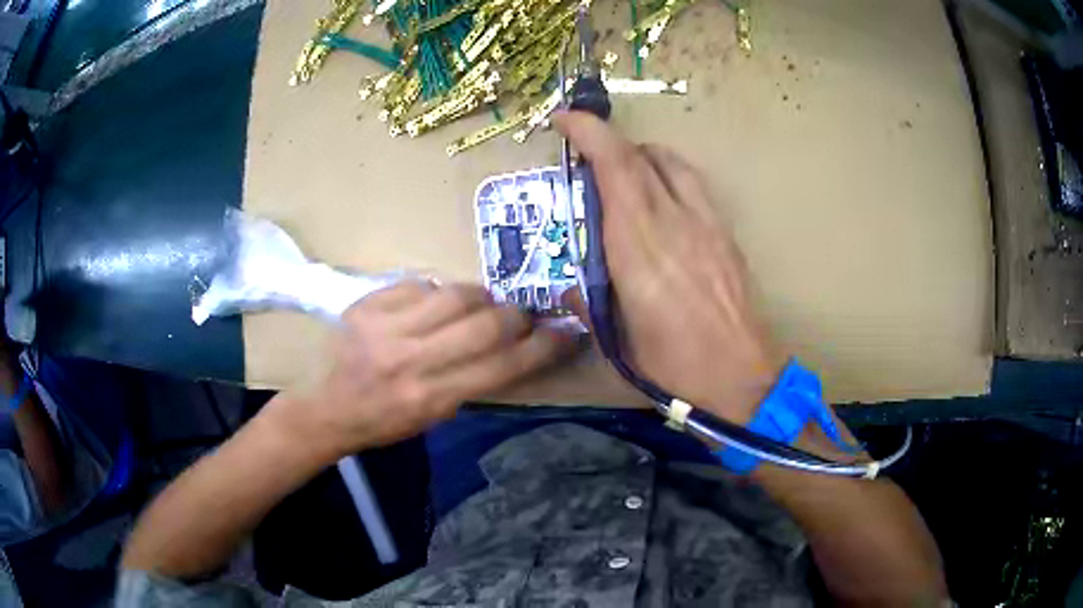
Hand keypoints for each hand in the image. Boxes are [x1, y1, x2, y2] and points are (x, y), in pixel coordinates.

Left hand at [274, 282, 574, 456]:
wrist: (325, 407)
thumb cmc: (383, 422)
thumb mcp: (433, 418)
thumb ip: (470, 381)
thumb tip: (509, 344)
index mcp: (431, 399)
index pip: (502, 366)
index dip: (543, 347)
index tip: (565, 332)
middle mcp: (411, 361)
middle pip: (485, 324)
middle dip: (516, 316)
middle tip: (520, 315)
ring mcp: (385, 328)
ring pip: (455, 295)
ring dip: (480, 297)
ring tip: (480, 304)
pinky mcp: (367, 305)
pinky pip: (420, 284)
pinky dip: (437, 292)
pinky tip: (434, 304)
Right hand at [555, 111, 784, 423]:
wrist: (741, 379)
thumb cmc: (674, 367)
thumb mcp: (618, 338)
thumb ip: (589, 301)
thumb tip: (572, 285)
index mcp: (640, 246)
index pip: (615, 167)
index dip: (589, 133)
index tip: (564, 119)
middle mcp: (675, 222)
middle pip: (640, 156)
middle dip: (607, 142)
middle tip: (585, 157)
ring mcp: (707, 224)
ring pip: (672, 163)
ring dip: (641, 155)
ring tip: (623, 175)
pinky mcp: (726, 234)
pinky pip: (693, 185)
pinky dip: (668, 175)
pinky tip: (661, 202)